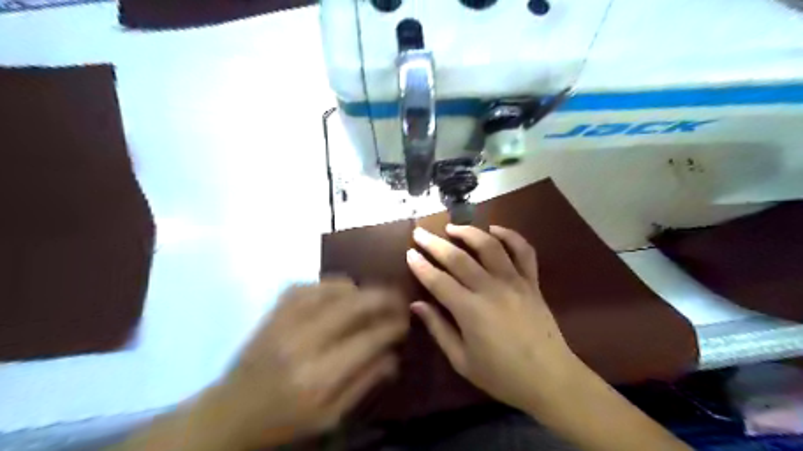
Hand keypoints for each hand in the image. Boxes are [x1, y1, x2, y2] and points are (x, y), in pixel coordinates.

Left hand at [201, 279, 407, 448]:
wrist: (231, 411)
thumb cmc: (285, 420)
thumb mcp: (331, 417)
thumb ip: (366, 382)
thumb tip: (394, 354)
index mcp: (320, 377)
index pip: (370, 339)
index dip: (394, 326)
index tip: (406, 321)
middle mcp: (304, 342)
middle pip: (355, 306)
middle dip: (385, 298)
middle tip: (399, 299)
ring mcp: (286, 321)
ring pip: (334, 289)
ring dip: (361, 289)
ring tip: (372, 298)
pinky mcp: (274, 310)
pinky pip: (310, 284)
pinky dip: (332, 284)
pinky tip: (342, 293)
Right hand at [410, 226, 580, 411]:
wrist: (550, 379)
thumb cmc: (502, 375)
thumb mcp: (462, 361)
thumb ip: (438, 329)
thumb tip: (416, 304)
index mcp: (470, 311)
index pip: (438, 281)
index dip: (421, 266)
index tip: (409, 253)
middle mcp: (491, 289)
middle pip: (458, 258)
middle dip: (435, 243)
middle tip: (420, 233)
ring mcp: (514, 282)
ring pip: (490, 246)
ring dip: (469, 232)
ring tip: (452, 227)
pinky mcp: (532, 282)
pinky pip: (524, 251)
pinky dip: (510, 235)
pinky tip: (495, 229)